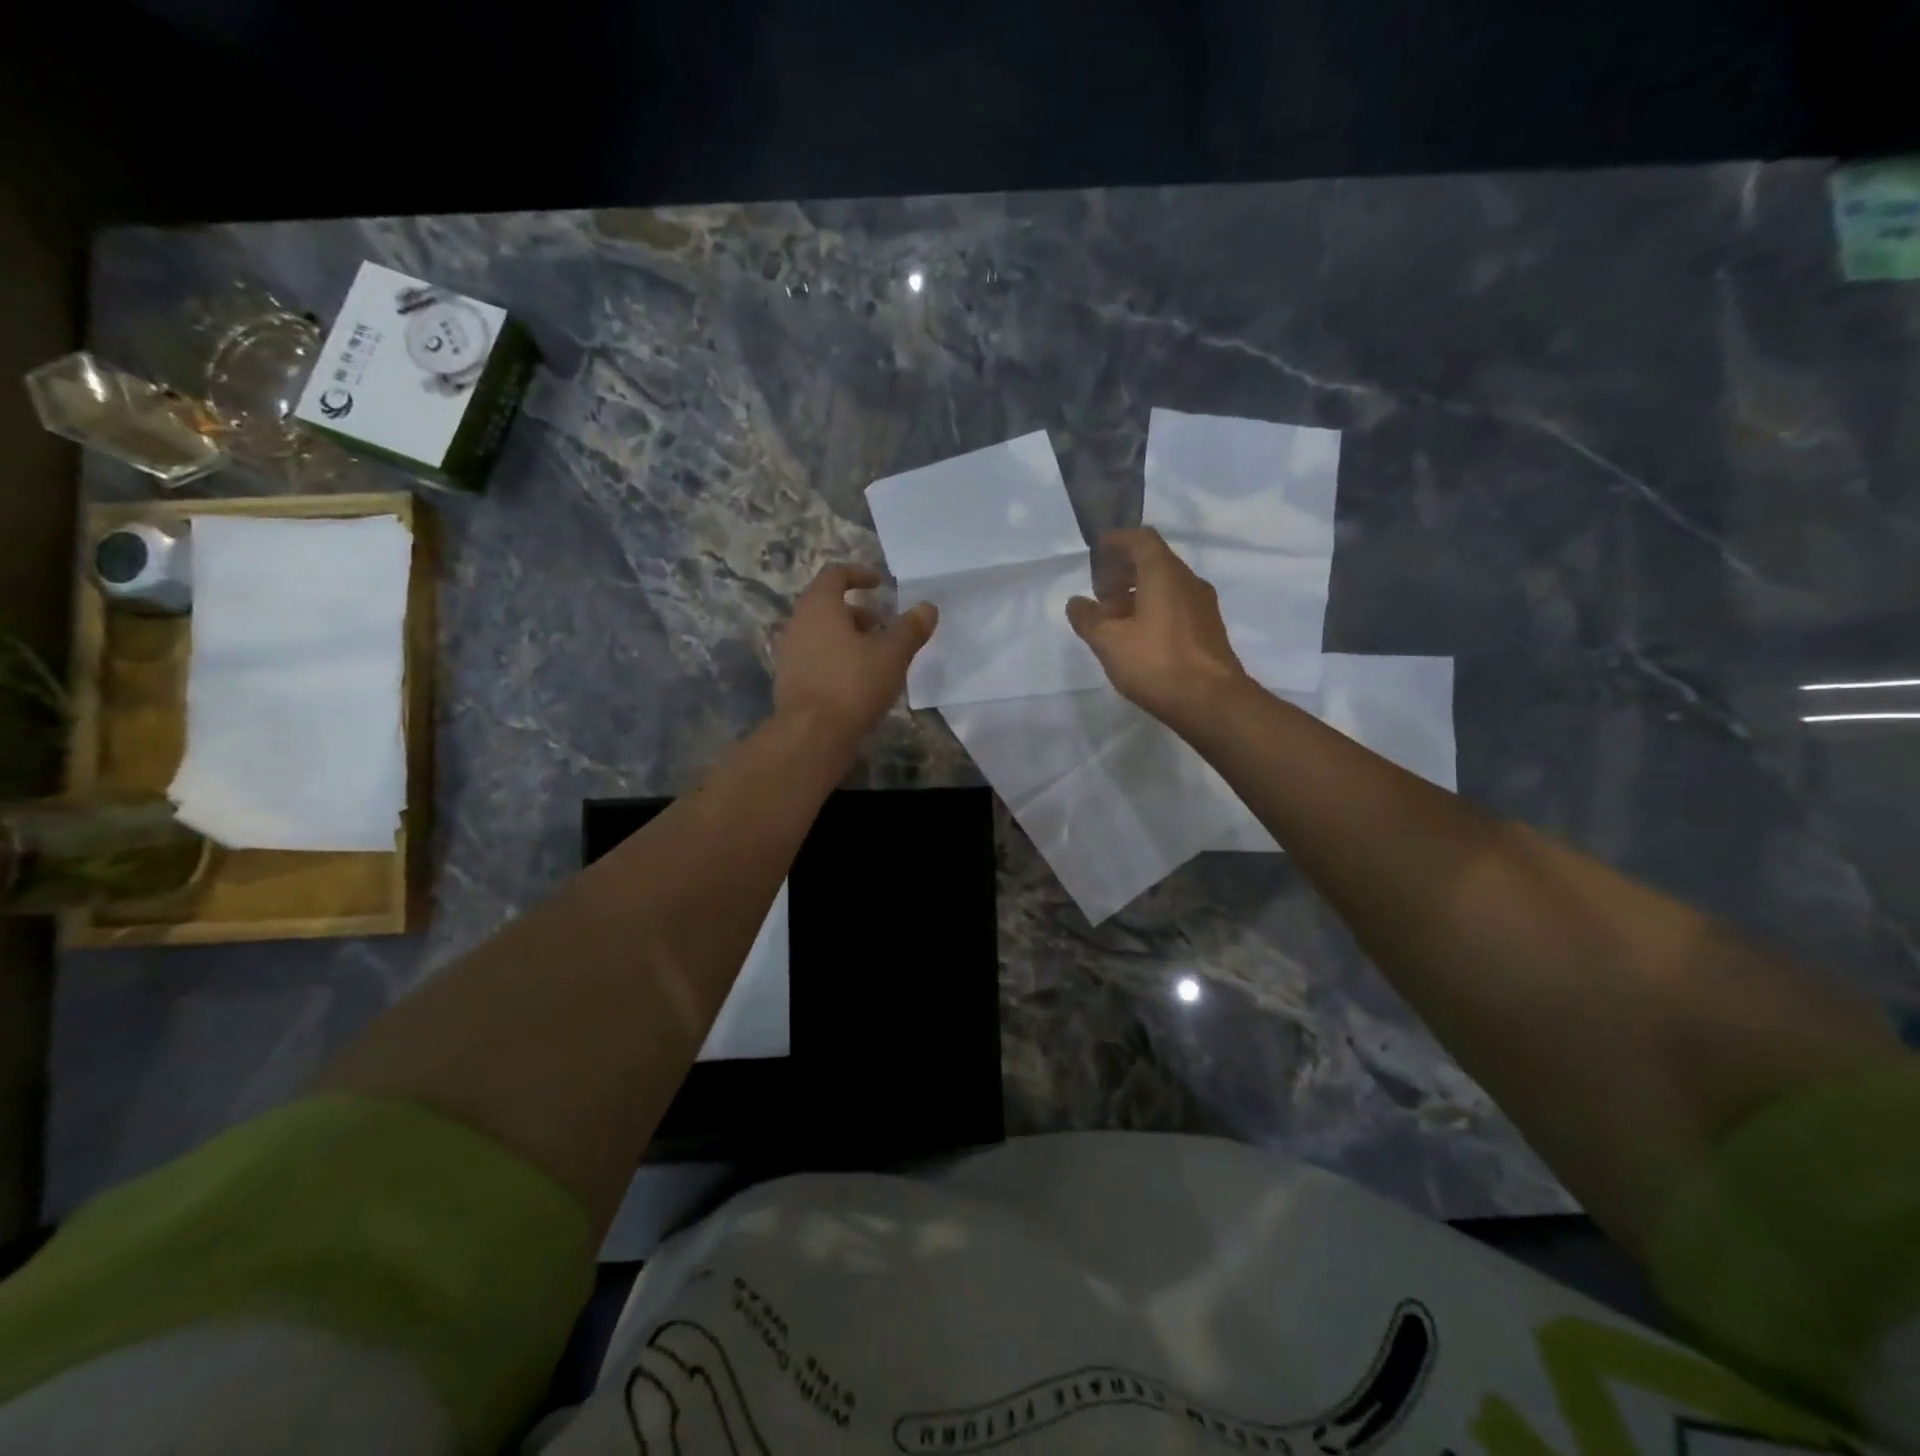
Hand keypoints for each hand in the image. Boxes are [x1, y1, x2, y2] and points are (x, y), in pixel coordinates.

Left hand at [774, 564, 937, 743]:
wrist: (812, 735)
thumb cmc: (853, 684)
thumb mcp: (892, 654)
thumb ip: (910, 628)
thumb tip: (928, 607)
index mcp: (819, 606)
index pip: (835, 574)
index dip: (859, 574)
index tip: (880, 584)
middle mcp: (797, 623)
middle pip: (827, 605)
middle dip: (857, 612)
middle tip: (883, 626)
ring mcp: (789, 654)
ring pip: (821, 633)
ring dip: (847, 637)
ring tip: (875, 656)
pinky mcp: (789, 681)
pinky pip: (815, 657)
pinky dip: (836, 658)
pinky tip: (857, 681)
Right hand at [1066, 528, 1247, 724]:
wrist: (1211, 702)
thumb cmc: (1156, 662)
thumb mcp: (1109, 641)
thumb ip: (1088, 619)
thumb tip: (1076, 603)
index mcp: (1165, 574)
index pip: (1142, 539)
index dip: (1118, 541)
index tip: (1098, 550)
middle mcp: (1189, 582)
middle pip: (1154, 562)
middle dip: (1124, 572)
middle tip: (1101, 593)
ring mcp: (1203, 606)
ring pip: (1166, 587)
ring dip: (1138, 594)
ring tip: (1114, 620)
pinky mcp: (1208, 630)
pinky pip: (1176, 607)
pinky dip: (1154, 610)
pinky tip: (1138, 638)